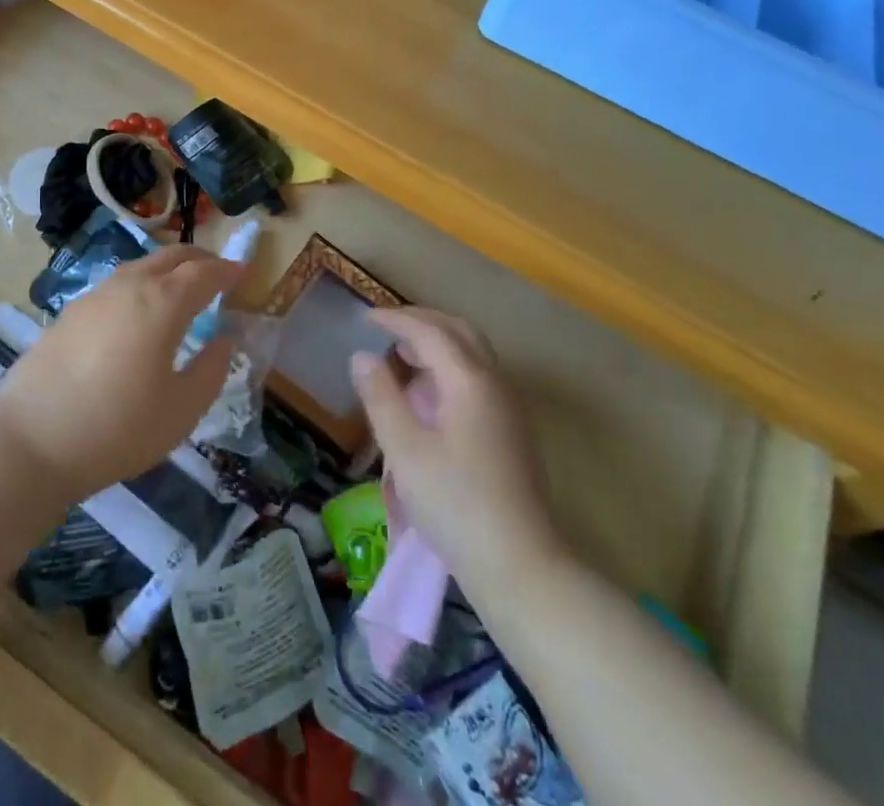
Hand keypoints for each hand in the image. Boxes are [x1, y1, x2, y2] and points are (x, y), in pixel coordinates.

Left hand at [0, 246, 242, 499]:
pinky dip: (140, 285)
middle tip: (217, 273)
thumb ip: (211, 370)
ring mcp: (95, 296)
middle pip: (170, 256)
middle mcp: (129, 286)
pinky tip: (137, 313)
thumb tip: (224, 340)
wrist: (31, 440)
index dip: (227, 270)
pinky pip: (117, 285)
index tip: (243, 272)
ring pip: (140, 267)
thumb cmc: (118, 427)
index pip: (204, 272)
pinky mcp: (70, 313)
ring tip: (179, 290)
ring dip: (167, 269)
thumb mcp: (182, 410)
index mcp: (162, 302)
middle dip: (199, 259)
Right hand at [350, 307, 560, 591]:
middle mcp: (495, 383)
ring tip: (403, 356)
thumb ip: (381, 397)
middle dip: (422, 322)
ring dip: (438, 343)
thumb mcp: (404, 450)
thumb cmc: (455, 504)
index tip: (365, 318)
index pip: (430, 331)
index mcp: (470, 380)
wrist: (520, 565)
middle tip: (387, 327)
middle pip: (459, 332)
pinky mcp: (512, 431)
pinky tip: (430, 393)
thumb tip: (363, 356)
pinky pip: (479, 376)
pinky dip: (451, 366)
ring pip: (473, 354)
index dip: (396, 320)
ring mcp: (509, 408)